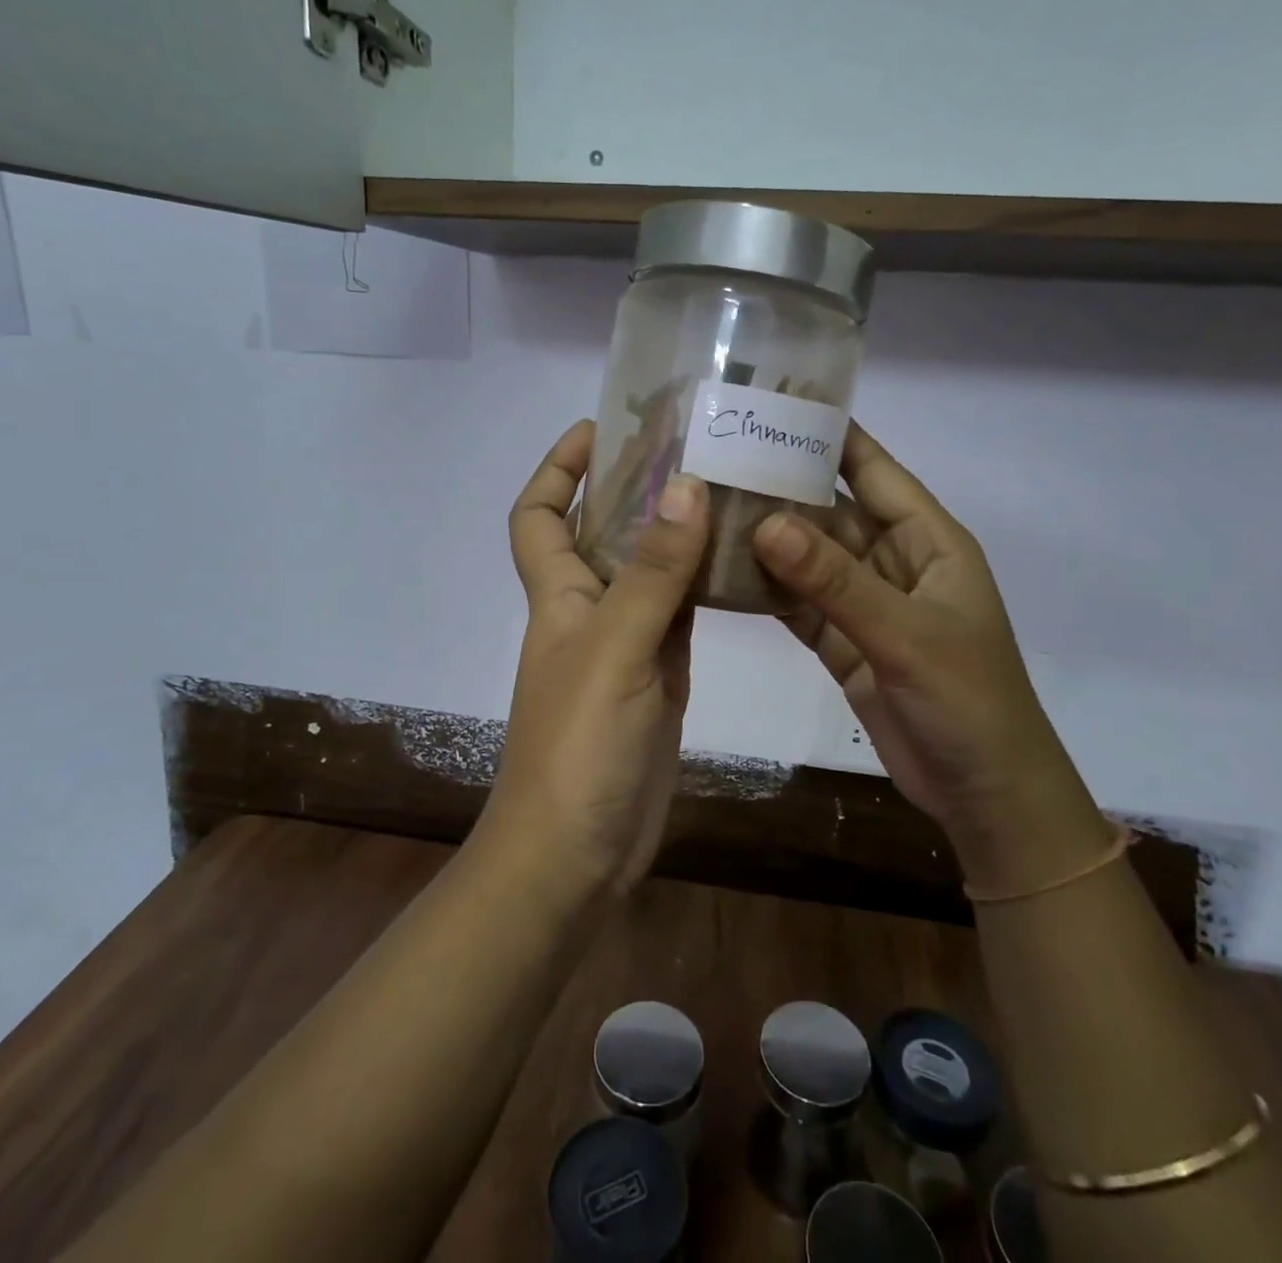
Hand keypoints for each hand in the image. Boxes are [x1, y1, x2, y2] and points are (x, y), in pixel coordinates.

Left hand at [482, 421, 709, 897]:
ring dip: (678, 533)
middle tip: (694, 446)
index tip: (601, 428)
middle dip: (635, 487)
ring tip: (731, 487)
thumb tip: (684, 485)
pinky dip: (705, 585)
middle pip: (603, 531)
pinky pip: (682, 614)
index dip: (558, 468)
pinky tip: (743, 561)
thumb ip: (651, 572)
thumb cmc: (578, 746)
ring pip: (651, 571)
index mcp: (559, 594)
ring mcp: (627, 644)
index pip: (538, 514)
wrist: (578, 853)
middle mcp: (589, 610)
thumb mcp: (615, 650)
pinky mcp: (660, 676)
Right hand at [751, 424, 1110, 885]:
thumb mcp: (905, 634)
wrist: (984, 794)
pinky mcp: (843, 643)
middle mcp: (893, 563)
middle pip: (831, 514)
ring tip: (705, 510)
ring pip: (808, 560)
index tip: (775, 405)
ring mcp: (865, 605)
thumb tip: (765, 523)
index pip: (874, 471)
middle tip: (715, 461)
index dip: (831, 436)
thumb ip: (835, 581)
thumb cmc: (968, 701)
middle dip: (781, 489)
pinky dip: (766, 591)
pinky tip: (722, 573)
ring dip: (766, 541)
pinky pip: (799, 605)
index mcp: (928, 542)